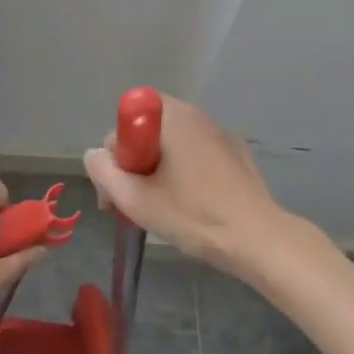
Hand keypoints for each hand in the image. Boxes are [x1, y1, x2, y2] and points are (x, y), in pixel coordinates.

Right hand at [82, 94, 292, 277]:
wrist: (258, 238)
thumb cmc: (194, 215)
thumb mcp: (136, 199)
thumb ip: (104, 172)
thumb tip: (94, 154)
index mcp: (172, 117)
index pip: (128, 115)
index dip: (117, 148)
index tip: (119, 182)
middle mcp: (196, 115)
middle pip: (149, 129)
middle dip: (133, 162)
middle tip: (130, 203)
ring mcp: (219, 133)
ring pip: (173, 144)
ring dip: (157, 170)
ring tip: (159, 209)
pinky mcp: (236, 154)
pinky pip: (196, 155)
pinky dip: (185, 173)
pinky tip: (190, 207)